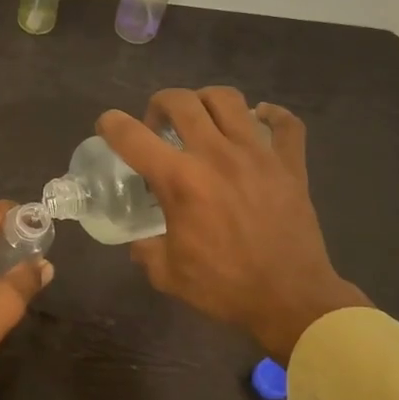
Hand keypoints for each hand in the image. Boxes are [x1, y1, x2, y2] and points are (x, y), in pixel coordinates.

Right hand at [99, 88, 369, 358]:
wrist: (291, 300)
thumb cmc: (225, 288)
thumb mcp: (167, 274)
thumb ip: (146, 250)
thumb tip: (140, 240)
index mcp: (180, 181)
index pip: (132, 137)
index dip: (111, 124)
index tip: (107, 126)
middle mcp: (216, 155)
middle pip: (181, 101)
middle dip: (159, 104)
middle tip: (158, 125)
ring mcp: (257, 154)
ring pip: (228, 99)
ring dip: (206, 101)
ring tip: (202, 118)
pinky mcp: (290, 164)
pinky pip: (285, 123)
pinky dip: (272, 115)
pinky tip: (259, 120)